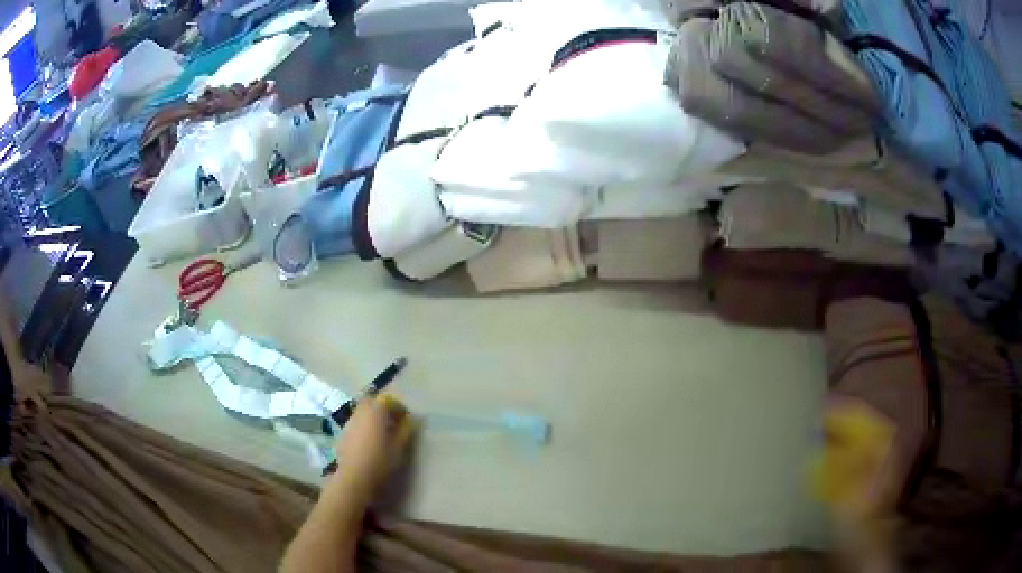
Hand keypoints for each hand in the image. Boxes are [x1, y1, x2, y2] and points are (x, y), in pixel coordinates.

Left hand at [332, 395, 414, 504]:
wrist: (354, 477)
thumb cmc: (380, 461)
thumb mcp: (399, 447)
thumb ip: (406, 430)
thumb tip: (410, 420)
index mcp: (376, 412)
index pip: (388, 400)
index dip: (398, 407)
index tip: (406, 419)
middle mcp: (360, 412)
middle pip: (372, 402)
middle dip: (383, 408)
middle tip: (393, 422)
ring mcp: (349, 422)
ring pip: (362, 411)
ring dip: (372, 416)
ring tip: (382, 432)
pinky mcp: (343, 433)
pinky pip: (356, 422)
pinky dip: (364, 425)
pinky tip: (369, 441)